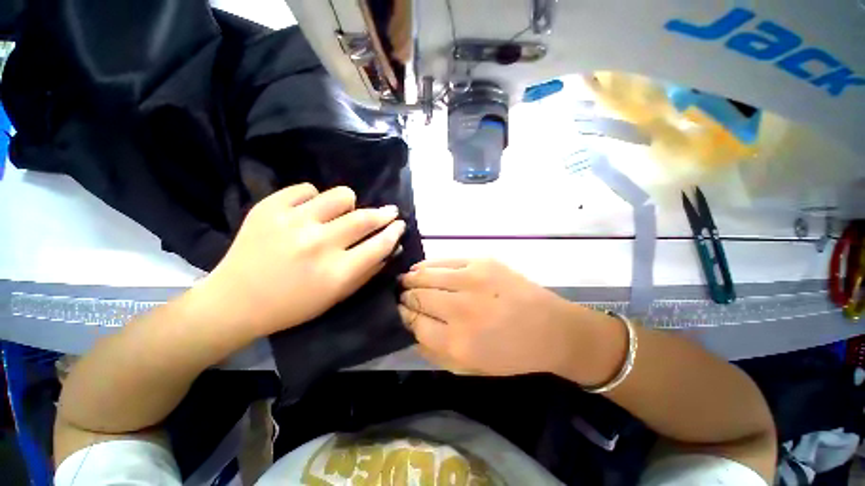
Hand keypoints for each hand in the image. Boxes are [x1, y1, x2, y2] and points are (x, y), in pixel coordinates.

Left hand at [201, 183, 404, 336]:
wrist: (235, 301)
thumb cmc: (293, 305)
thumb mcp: (337, 296)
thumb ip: (368, 271)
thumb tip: (391, 247)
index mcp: (336, 272)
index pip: (379, 245)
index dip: (394, 232)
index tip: (400, 224)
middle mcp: (318, 244)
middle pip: (365, 218)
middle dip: (385, 213)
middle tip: (390, 211)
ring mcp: (292, 222)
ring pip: (341, 195)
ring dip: (349, 204)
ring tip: (340, 214)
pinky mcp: (269, 208)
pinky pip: (307, 189)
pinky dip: (313, 199)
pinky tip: (308, 212)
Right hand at [399, 259, 589, 375]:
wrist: (550, 327)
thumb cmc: (511, 354)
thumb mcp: (471, 368)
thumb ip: (435, 352)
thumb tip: (411, 330)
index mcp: (457, 341)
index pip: (414, 323)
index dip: (403, 316)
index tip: (400, 312)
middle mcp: (461, 308)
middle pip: (418, 297)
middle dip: (405, 297)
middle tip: (401, 296)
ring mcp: (471, 280)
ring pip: (426, 275)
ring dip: (411, 278)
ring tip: (405, 280)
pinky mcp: (481, 262)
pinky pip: (444, 260)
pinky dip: (427, 265)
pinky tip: (420, 268)